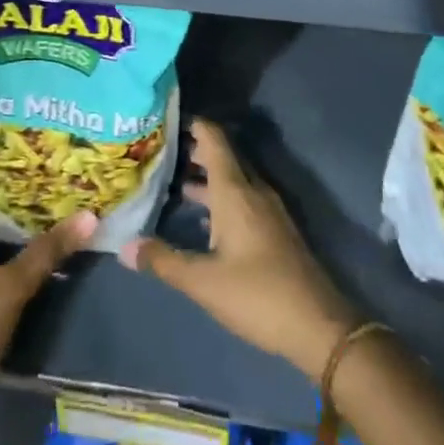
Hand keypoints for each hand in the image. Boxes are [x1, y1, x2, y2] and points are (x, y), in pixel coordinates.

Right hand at [119, 119, 357, 381]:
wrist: (318, 326)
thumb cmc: (258, 295)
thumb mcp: (204, 282)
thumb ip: (164, 261)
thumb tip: (125, 245)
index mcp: (236, 191)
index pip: (214, 140)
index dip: (193, 124)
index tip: (166, 118)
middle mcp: (253, 191)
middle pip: (223, 157)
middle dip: (194, 150)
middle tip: (160, 150)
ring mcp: (267, 210)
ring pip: (233, 180)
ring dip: (206, 176)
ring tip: (174, 180)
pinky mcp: (274, 231)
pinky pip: (242, 199)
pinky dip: (219, 198)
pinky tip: (203, 218)